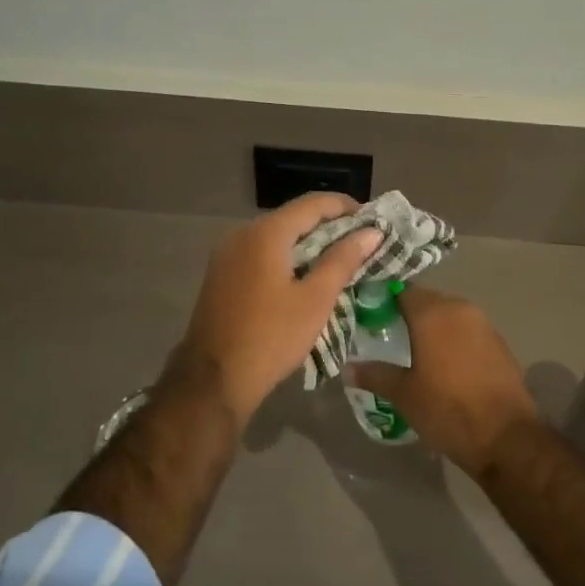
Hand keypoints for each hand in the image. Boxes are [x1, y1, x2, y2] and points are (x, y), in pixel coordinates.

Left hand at [167, 193, 382, 425]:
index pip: (312, 204)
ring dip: (308, 244)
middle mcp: (242, 233)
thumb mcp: (315, 299)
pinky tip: (305, 277)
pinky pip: (261, 254)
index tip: (371, 220)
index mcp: (266, 233)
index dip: (345, 207)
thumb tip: (371, 232)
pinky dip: (287, 257)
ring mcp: (227, 254)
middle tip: (360, 243)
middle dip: (328, 226)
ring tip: (339, 261)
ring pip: (276, 237)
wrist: (213, 381)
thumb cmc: (271, 337)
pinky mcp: (221, 275)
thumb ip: (343, 260)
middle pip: (293, 218)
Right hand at [345, 287, 542, 478]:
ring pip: (449, 314)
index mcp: (432, 312)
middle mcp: (459, 308)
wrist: (507, 437)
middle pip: (426, 300)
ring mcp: (483, 323)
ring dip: (432, 326)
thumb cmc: (448, 410)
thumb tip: (348, 368)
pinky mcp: (498, 341)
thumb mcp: (404, 395)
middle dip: (407, 313)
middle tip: (388, 334)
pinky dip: (452, 338)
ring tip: (413, 349)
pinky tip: (443, 362)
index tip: (368, 314)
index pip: (401, 291)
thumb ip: (375, 375)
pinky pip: (467, 330)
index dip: (383, 300)